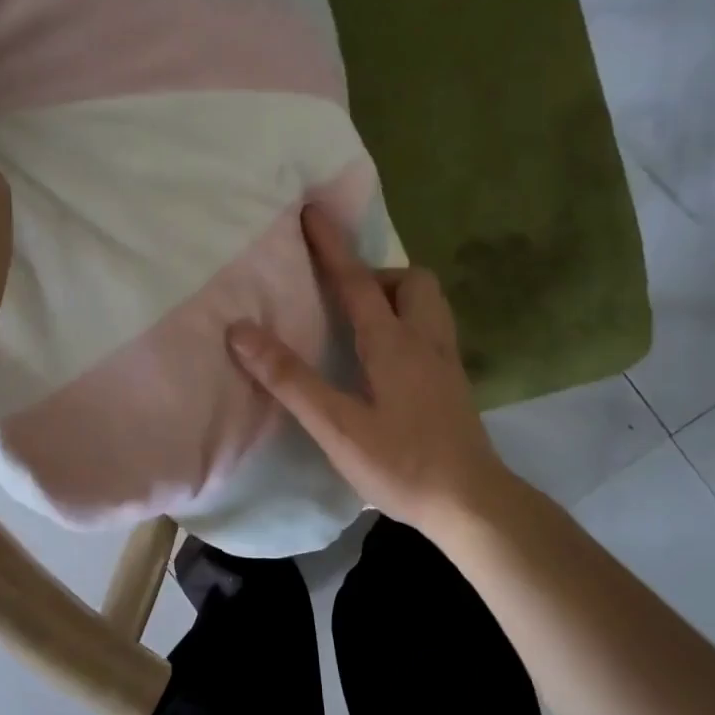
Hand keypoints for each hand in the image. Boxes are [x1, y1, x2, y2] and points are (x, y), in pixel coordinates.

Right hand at [227, 207, 507, 533]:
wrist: (472, 504)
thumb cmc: (401, 464)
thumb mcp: (336, 426)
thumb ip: (290, 380)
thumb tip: (242, 332)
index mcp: (393, 343)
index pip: (356, 281)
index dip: (331, 245)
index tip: (311, 210)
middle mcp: (425, 341)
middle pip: (412, 281)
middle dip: (377, 273)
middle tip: (345, 297)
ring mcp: (446, 362)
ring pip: (428, 305)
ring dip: (397, 297)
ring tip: (365, 322)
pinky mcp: (454, 385)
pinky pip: (432, 331)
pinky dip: (408, 325)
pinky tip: (390, 360)